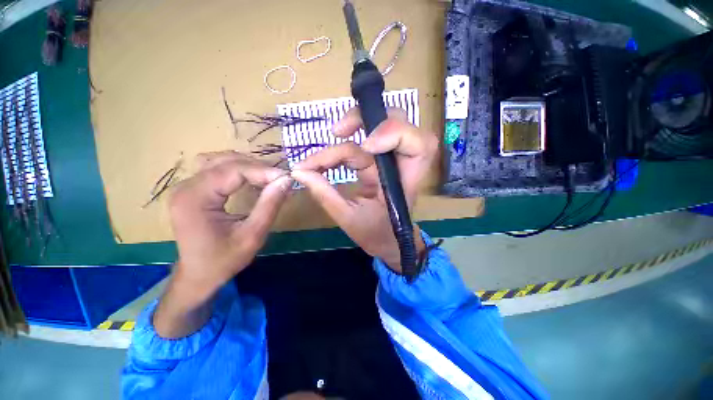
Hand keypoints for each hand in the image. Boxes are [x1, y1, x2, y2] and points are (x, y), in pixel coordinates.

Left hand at [169, 151, 292, 293]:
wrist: (198, 275)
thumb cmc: (224, 260)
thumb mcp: (253, 235)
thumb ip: (270, 205)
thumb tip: (286, 180)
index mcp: (195, 199)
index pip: (233, 170)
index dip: (263, 171)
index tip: (286, 178)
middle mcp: (186, 187)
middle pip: (226, 162)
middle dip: (258, 168)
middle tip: (280, 180)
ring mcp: (186, 186)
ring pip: (221, 161)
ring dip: (248, 166)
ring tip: (269, 178)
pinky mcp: (192, 189)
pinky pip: (217, 169)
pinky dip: (238, 170)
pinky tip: (251, 179)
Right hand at [291, 108, 437, 272]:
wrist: (388, 242)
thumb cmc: (376, 234)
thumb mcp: (349, 218)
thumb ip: (325, 194)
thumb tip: (299, 172)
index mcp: (406, 181)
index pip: (418, 143)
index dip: (394, 133)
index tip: (365, 146)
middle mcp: (401, 164)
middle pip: (398, 122)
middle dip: (366, 120)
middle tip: (337, 131)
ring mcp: (388, 161)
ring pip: (375, 128)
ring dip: (350, 128)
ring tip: (328, 142)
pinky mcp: (376, 162)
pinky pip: (360, 144)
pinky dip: (340, 148)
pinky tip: (323, 160)